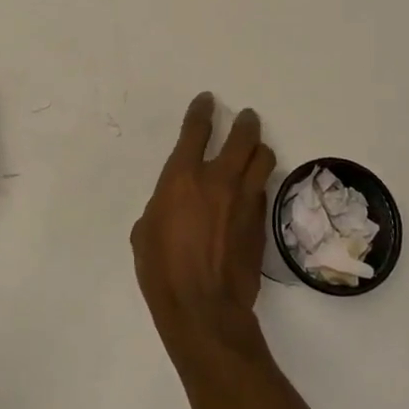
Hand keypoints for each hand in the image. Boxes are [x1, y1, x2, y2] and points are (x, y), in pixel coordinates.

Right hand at [131, 93, 274, 356]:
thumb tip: (172, 206)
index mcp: (182, 178)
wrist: (204, 308)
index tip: (207, 100)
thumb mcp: (145, 231)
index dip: (202, 111)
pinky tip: (253, 189)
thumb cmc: (162, 270)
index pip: (196, 130)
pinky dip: (259, 182)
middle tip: (246, 117)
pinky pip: (263, 190)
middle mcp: (218, 180)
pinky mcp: (261, 222)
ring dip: (260, 148)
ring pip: (263, 159)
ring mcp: (244, 200)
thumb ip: (162, 206)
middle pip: (243, 137)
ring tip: (257, 147)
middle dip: (245, 122)